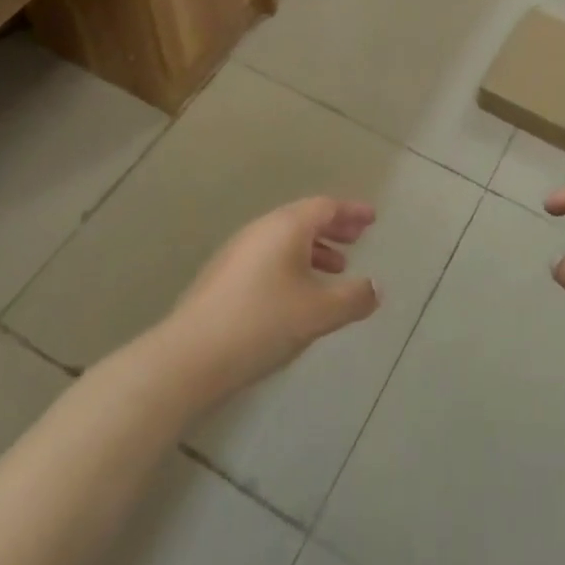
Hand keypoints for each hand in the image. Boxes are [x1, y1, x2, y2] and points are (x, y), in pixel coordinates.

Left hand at [162, 198, 381, 402]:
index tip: (372, 218)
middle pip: (304, 219)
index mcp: (286, 226)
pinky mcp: (222, 277)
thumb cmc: (262, 323)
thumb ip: (353, 298)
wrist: (188, 358)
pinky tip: (298, 294)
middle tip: (358, 238)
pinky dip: (292, 264)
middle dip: (334, 228)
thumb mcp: (318, 313)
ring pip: (284, 240)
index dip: (352, 212)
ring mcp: (237, 252)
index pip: (326, 207)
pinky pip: (268, 257)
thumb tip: (376, 288)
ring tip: (335, 271)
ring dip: (314, 249)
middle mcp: (261, 229)